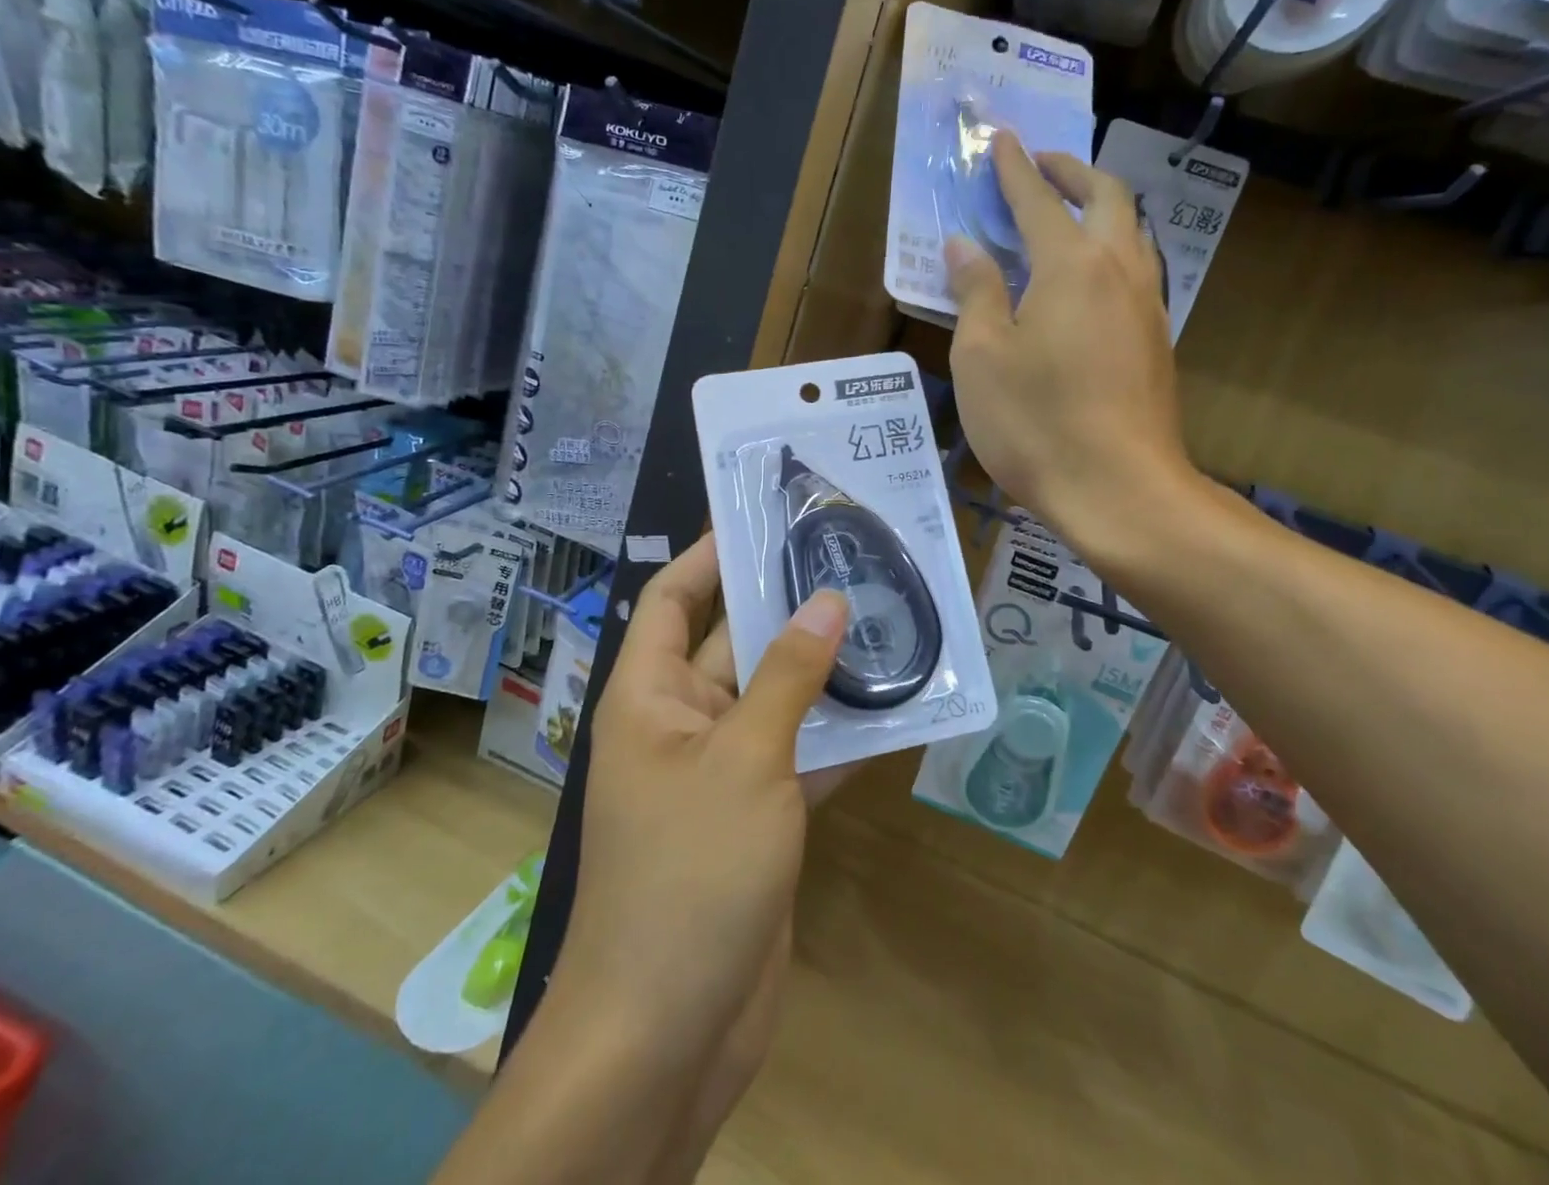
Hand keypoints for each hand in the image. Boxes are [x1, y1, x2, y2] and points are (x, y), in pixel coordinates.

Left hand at [555, 536, 850, 1149]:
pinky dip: (840, 734)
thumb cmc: (688, 874)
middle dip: (787, 604)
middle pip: (735, 642)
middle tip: (850, 559)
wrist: (669, 1030)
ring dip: (824, 668)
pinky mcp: (759, 815)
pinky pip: (801, 754)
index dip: (710, 554)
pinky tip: (898, 706)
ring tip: (886, 617)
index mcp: (650, 696)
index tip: (762, 516)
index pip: (672, 599)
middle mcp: (682, 721)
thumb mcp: (743, 760)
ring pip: (777, 698)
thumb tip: (826, 601)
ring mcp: (723, 771)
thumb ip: (788, 677)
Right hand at [947, 131, 1199, 557]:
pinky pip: (1138, 272)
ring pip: (1134, 233)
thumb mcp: (983, 358)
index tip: (1001, 139)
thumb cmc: (1037, 422)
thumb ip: (976, 293)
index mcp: (1071, 265)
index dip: (1014, 168)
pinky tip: (1093, 281)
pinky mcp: (1157, 343)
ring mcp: (1148, 307)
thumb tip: (965, 246)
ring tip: (1071, 214)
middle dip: (1072, 171)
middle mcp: (1119, 271)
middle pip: (1107, 197)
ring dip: (1102, 208)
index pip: (1038, 199)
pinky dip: (1114, 251)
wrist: (1120, 490)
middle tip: (1041, 165)